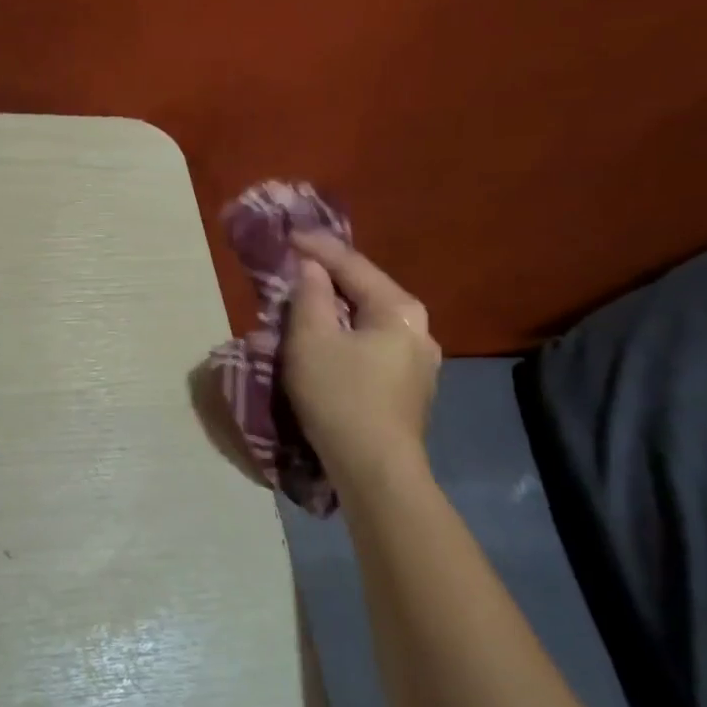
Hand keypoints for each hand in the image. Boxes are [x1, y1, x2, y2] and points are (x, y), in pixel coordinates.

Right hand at [283, 231, 441, 482]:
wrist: (377, 471)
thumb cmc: (341, 397)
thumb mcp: (312, 340)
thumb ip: (309, 295)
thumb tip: (310, 267)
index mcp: (399, 309)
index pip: (353, 264)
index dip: (317, 247)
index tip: (287, 235)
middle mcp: (419, 329)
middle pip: (364, 292)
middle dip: (325, 281)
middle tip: (292, 271)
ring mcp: (419, 362)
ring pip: (367, 322)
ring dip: (332, 313)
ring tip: (301, 309)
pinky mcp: (409, 389)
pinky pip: (371, 348)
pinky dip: (344, 339)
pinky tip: (324, 347)